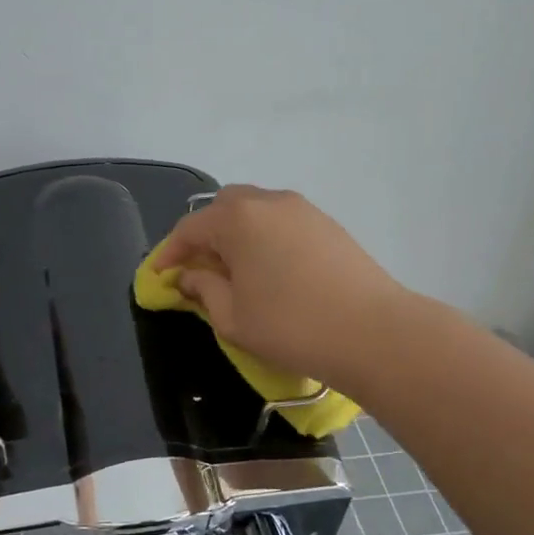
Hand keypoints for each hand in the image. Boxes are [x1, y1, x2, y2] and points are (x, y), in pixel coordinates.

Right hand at [152, 185, 409, 391]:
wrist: (373, 332)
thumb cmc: (291, 326)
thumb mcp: (233, 317)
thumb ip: (204, 289)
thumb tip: (191, 276)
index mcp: (237, 219)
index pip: (189, 229)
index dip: (169, 253)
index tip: (160, 277)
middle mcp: (269, 202)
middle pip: (223, 208)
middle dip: (204, 235)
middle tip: (200, 270)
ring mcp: (303, 209)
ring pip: (255, 211)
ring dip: (237, 234)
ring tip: (236, 272)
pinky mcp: (328, 224)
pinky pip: (282, 221)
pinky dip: (265, 237)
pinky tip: (271, 271)